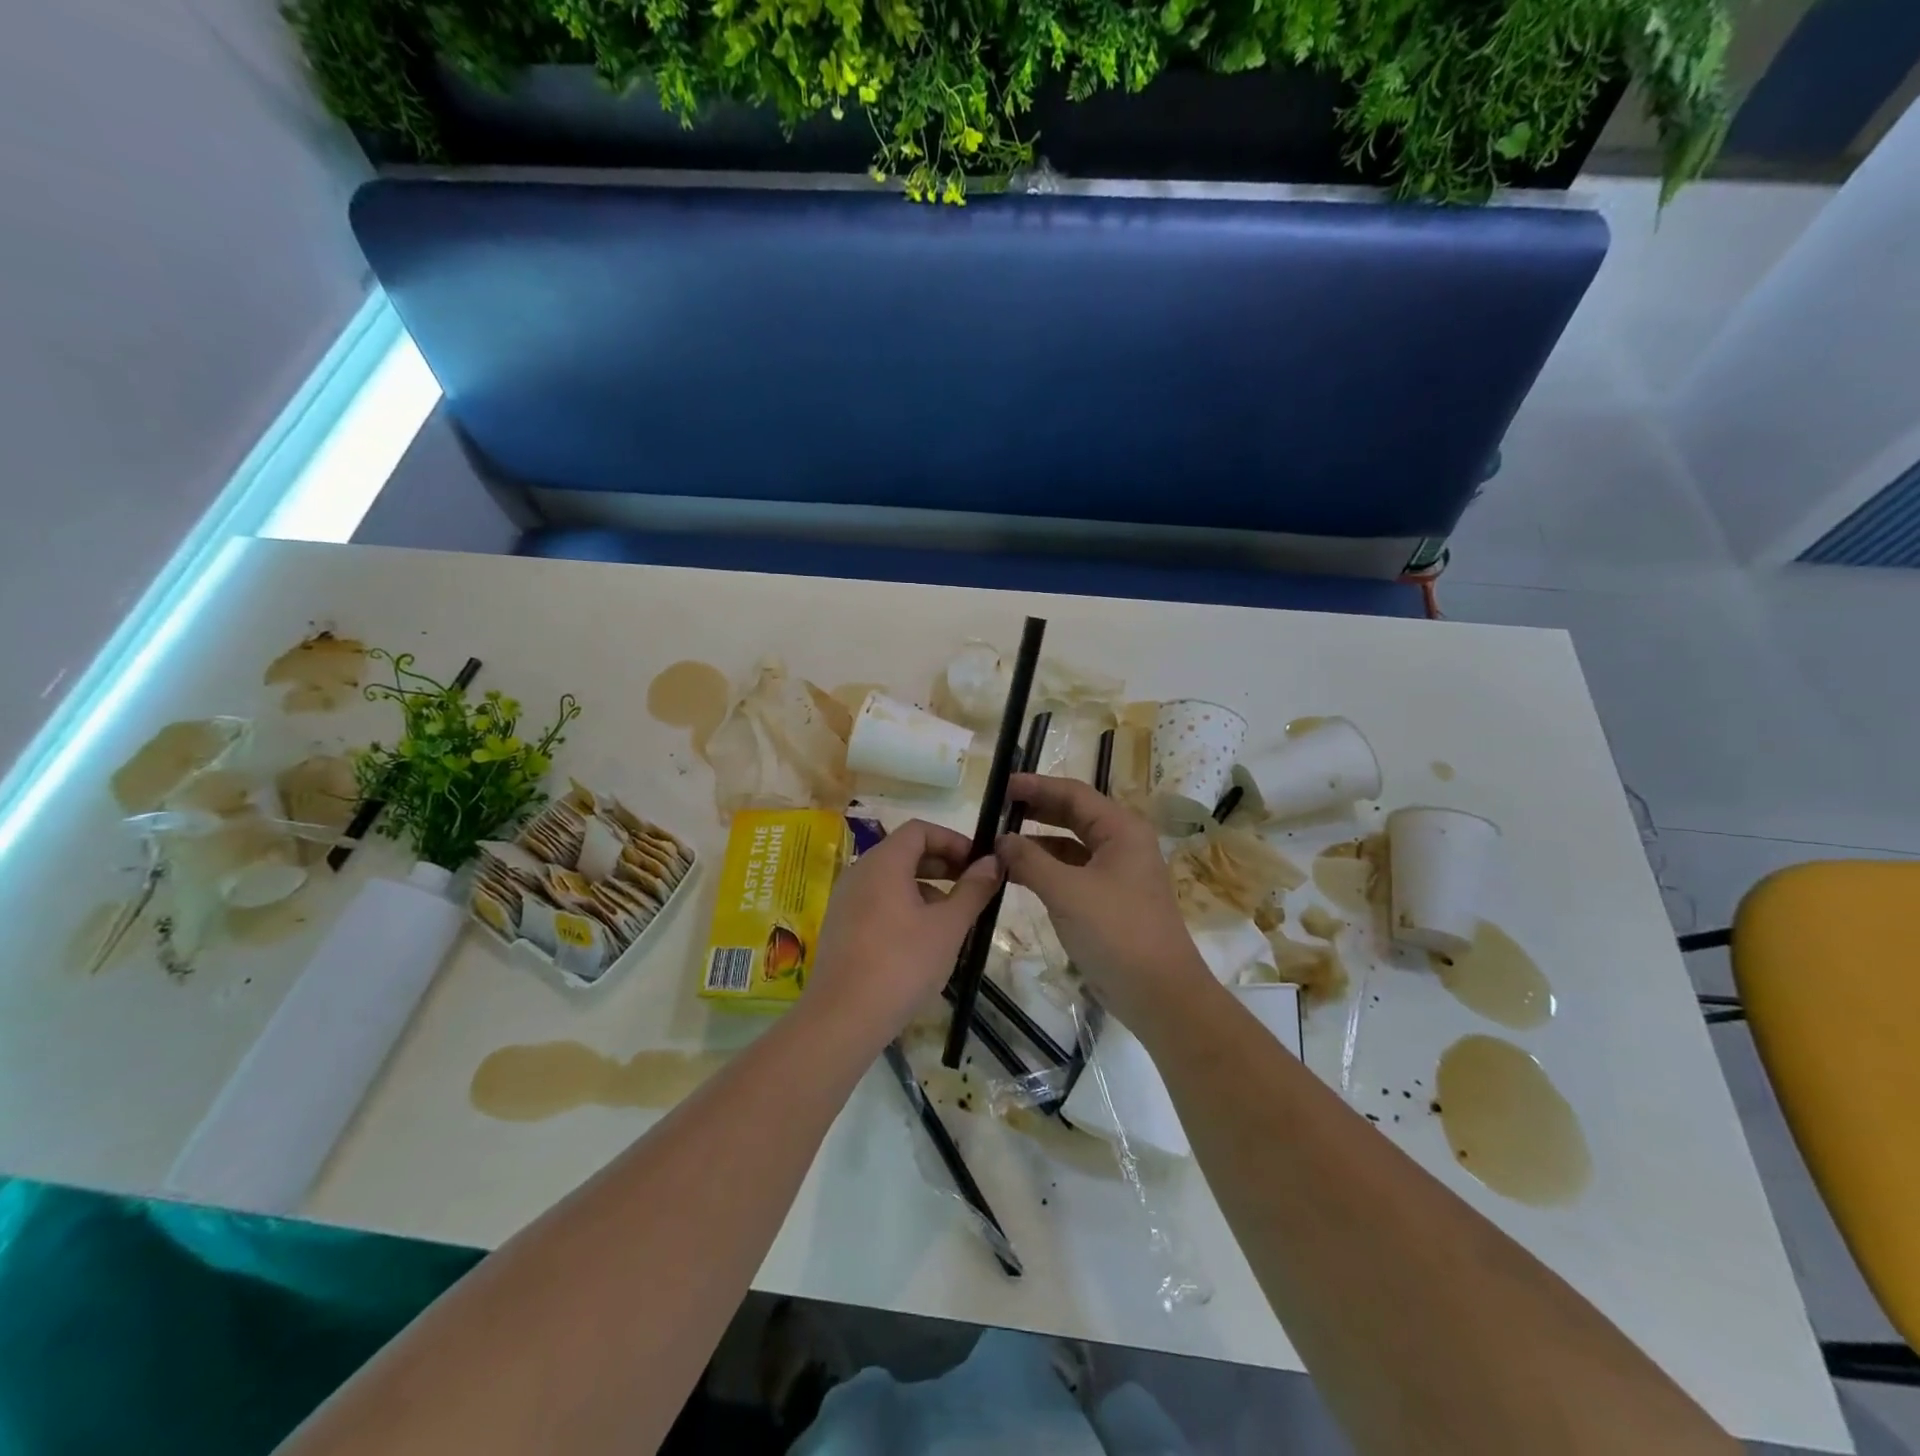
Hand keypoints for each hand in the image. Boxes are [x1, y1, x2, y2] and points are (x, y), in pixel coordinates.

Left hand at [805, 819, 1003, 1050]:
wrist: (843, 1018)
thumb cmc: (902, 964)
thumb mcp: (948, 927)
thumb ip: (973, 890)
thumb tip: (992, 861)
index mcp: (883, 862)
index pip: (920, 829)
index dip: (953, 840)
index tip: (978, 864)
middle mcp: (860, 872)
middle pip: (905, 851)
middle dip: (942, 864)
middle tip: (972, 888)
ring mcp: (846, 900)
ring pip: (892, 879)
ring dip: (926, 888)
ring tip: (953, 918)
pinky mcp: (841, 926)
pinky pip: (879, 901)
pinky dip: (905, 906)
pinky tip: (924, 940)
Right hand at [995, 774, 1213, 1028]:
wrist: (1159, 993)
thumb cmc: (1116, 932)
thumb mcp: (1066, 892)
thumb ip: (1030, 860)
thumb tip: (1001, 840)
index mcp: (1121, 830)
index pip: (1074, 793)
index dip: (1036, 786)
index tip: (1001, 785)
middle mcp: (1122, 843)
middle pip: (1073, 815)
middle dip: (1035, 810)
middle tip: (996, 809)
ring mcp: (1117, 873)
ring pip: (1071, 845)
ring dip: (1037, 842)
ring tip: (998, 843)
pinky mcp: (1109, 900)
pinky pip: (1072, 872)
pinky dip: (1046, 869)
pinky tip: (1017, 874)